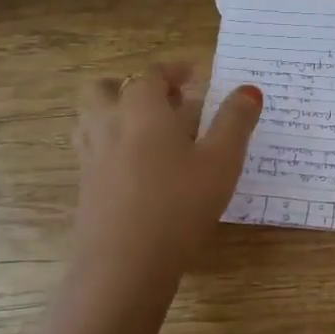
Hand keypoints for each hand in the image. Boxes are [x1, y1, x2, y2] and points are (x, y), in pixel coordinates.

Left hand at [72, 64, 262, 282]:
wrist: (124, 263)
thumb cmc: (180, 203)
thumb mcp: (222, 160)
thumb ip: (235, 121)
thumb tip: (249, 90)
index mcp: (142, 109)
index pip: (151, 74)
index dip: (173, 70)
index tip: (194, 73)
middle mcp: (109, 124)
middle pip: (106, 89)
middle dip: (133, 87)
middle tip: (166, 101)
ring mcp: (91, 157)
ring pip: (94, 119)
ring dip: (118, 112)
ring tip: (151, 130)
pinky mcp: (86, 187)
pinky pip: (94, 149)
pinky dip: (114, 144)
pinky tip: (141, 168)